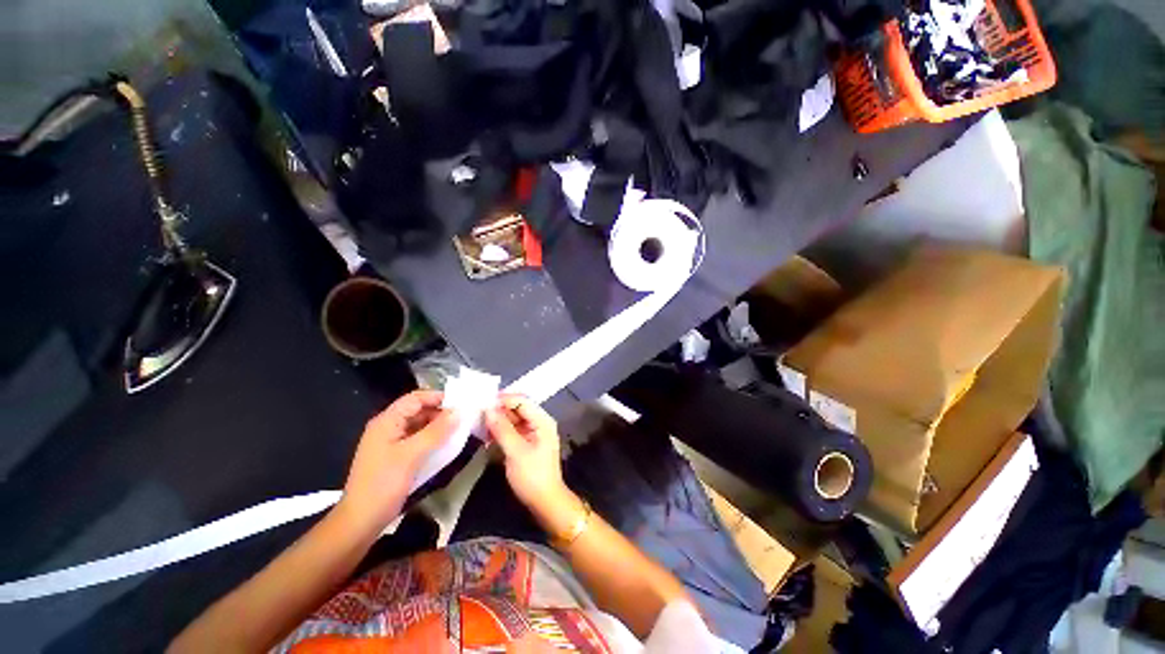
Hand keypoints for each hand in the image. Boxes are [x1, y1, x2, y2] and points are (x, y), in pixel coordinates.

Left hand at [339, 390, 455, 530]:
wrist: (360, 522)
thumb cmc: (383, 484)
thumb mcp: (412, 455)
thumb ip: (436, 431)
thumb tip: (459, 411)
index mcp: (387, 422)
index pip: (415, 398)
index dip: (438, 397)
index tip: (461, 403)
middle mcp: (388, 428)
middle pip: (418, 411)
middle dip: (441, 412)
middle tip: (464, 418)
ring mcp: (391, 443)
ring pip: (419, 426)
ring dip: (438, 427)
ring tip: (460, 430)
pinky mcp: (396, 457)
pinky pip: (418, 440)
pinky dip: (432, 440)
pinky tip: (446, 446)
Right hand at [484, 395, 569, 512]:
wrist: (545, 502)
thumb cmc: (532, 476)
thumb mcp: (515, 451)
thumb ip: (502, 429)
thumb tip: (488, 409)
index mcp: (542, 420)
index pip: (522, 401)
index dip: (503, 399)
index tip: (482, 403)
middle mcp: (539, 422)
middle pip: (518, 408)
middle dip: (499, 410)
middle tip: (477, 414)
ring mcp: (533, 433)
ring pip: (513, 419)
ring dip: (498, 421)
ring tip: (479, 425)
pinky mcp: (527, 443)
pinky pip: (513, 430)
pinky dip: (501, 431)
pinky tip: (487, 436)